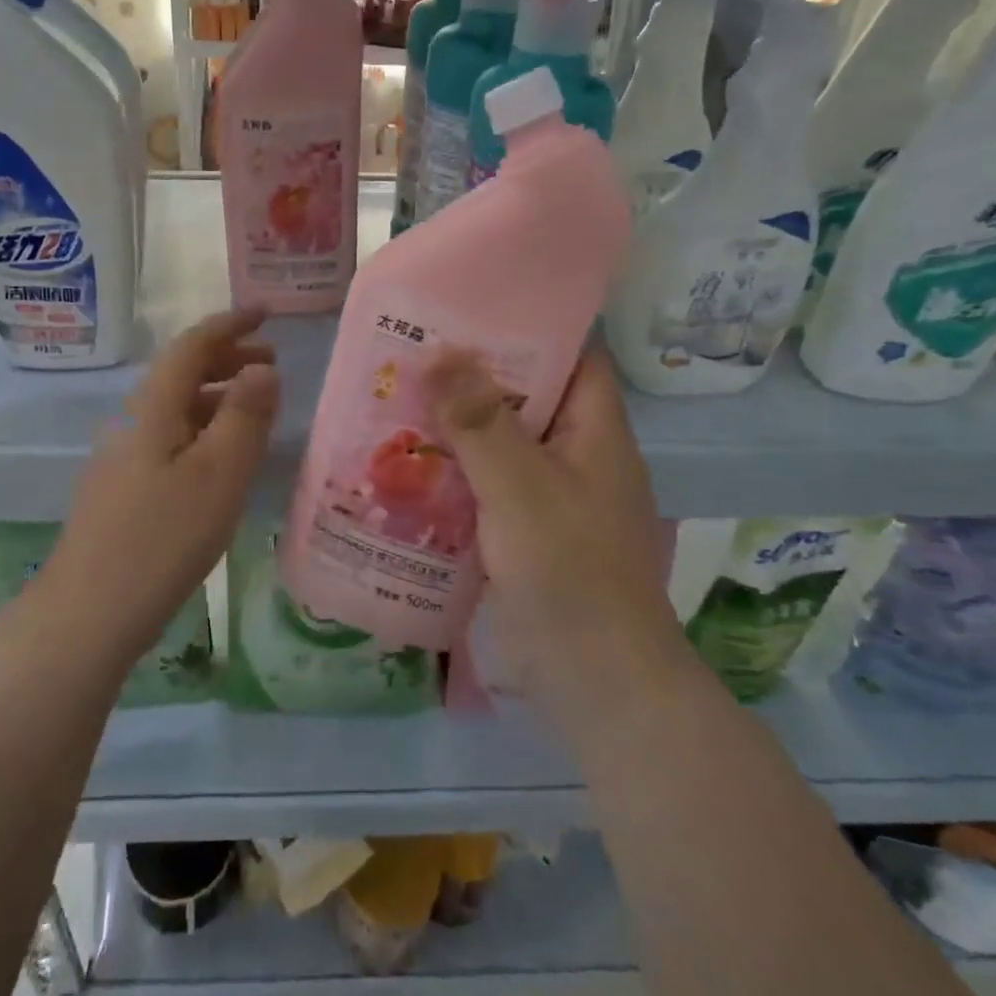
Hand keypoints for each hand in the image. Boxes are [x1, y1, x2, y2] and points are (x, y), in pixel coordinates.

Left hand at [53, 310, 278, 655]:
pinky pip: (171, 437)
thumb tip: (264, 367)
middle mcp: (133, 421)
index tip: (266, 312)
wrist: (89, 612)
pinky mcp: (123, 488)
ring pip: (176, 408)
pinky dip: (204, 429)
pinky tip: (221, 458)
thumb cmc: (163, 538)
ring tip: (258, 408)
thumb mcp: (219, 474)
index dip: (230, 324)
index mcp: (154, 407)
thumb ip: (245, 416)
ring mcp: (123, 456)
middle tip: (273, 363)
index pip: (192, 345)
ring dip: (218, 395)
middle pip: (181, 373)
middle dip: (228, 358)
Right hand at [421, 345, 686, 716]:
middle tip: (411, 354)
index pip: (571, 354)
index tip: (467, 309)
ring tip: (397, 402)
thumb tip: (437, 350)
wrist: (598, 685)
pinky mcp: (531, 533)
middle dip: (472, 377)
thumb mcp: (520, 488)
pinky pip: (490, 486)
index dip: (526, 325)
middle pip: (527, 396)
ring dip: (457, 428)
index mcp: (595, 430)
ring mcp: (555, 497)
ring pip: (502, 444)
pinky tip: (408, 469)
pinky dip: (456, 474)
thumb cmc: (570, 574)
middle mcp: (578, 455)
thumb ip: (479, 420)